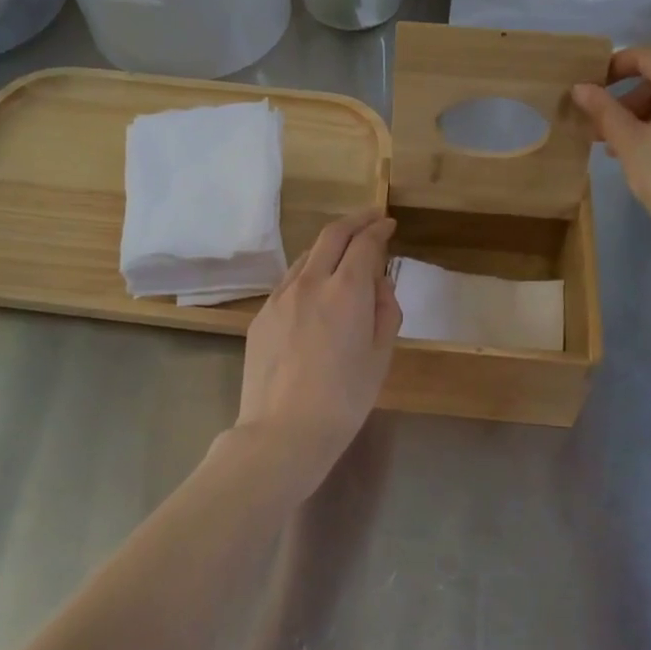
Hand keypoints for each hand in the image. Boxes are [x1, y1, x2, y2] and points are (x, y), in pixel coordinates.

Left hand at [233, 211, 401, 497]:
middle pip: (332, 235)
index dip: (380, 228)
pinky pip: (289, 281)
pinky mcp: (261, 315)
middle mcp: (311, 282)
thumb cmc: (344, 399)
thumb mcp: (380, 356)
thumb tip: (378, 284)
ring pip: (307, 255)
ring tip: (344, 253)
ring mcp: (280, 297)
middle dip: (355, 220)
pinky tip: (315, 289)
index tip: (389, 224)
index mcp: (346, 290)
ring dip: (329, 245)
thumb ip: (385, 311)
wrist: (283, 431)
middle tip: (371, 218)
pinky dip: (308, 272)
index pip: (365, 243)